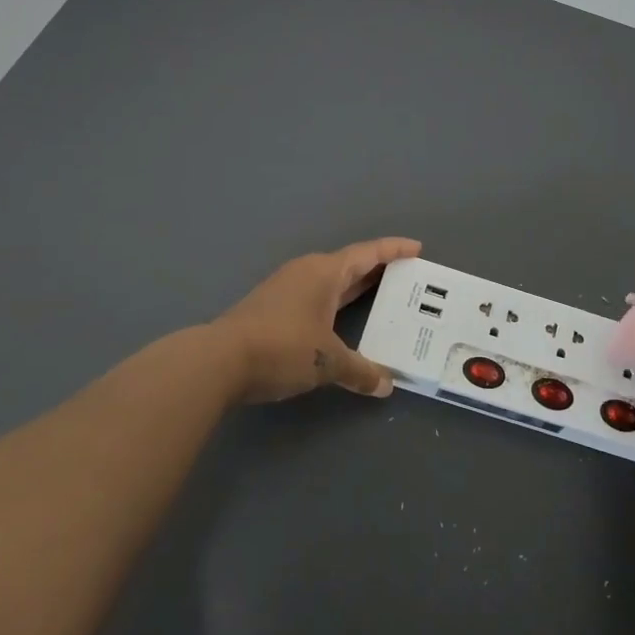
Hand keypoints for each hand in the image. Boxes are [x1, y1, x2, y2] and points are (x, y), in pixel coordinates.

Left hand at [207, 238, 420, 403]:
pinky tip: (339, 321)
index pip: (368, 253)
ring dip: (354, 287)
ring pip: (330, 281)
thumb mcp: (327, 362)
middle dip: (377, 269)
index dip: (394, 250)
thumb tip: (385, 386)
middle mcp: (306, 272)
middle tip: (405, 277)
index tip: (416, 249)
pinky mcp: (271, 308)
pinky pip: (315, 296)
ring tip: (378, 298)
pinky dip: (334, 303)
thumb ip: (360, 371)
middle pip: (350, 264)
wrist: (217, 361)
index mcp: (325, 272)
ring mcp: (285, 288)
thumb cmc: (281, 348)